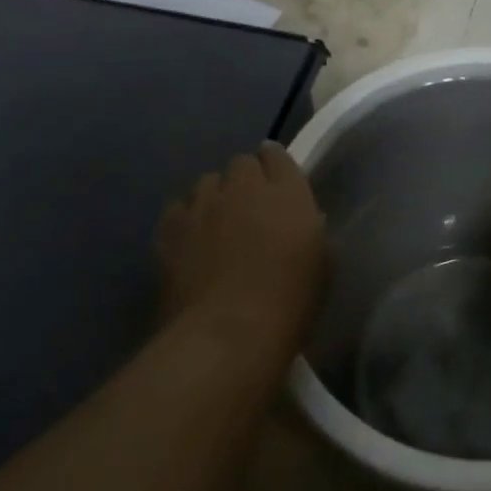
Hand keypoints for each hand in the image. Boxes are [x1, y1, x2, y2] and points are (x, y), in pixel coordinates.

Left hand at [157, 143, 325, 344]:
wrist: (230, 334)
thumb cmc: (290, 302)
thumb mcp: (320, 261)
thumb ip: (308, 228)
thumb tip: (297, 221)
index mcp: (288, 191)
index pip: (277, 155)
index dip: (275, 166)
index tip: (277, 183)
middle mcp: (245, 186)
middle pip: (241, 164)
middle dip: (245, 180)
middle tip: (250, 209)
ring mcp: (204, 204)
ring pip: (206, 182)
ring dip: (214, 196)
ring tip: (216, 223)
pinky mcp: (171, 229)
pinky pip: (178, 208)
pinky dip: (185, 217)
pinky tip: (189, 239)